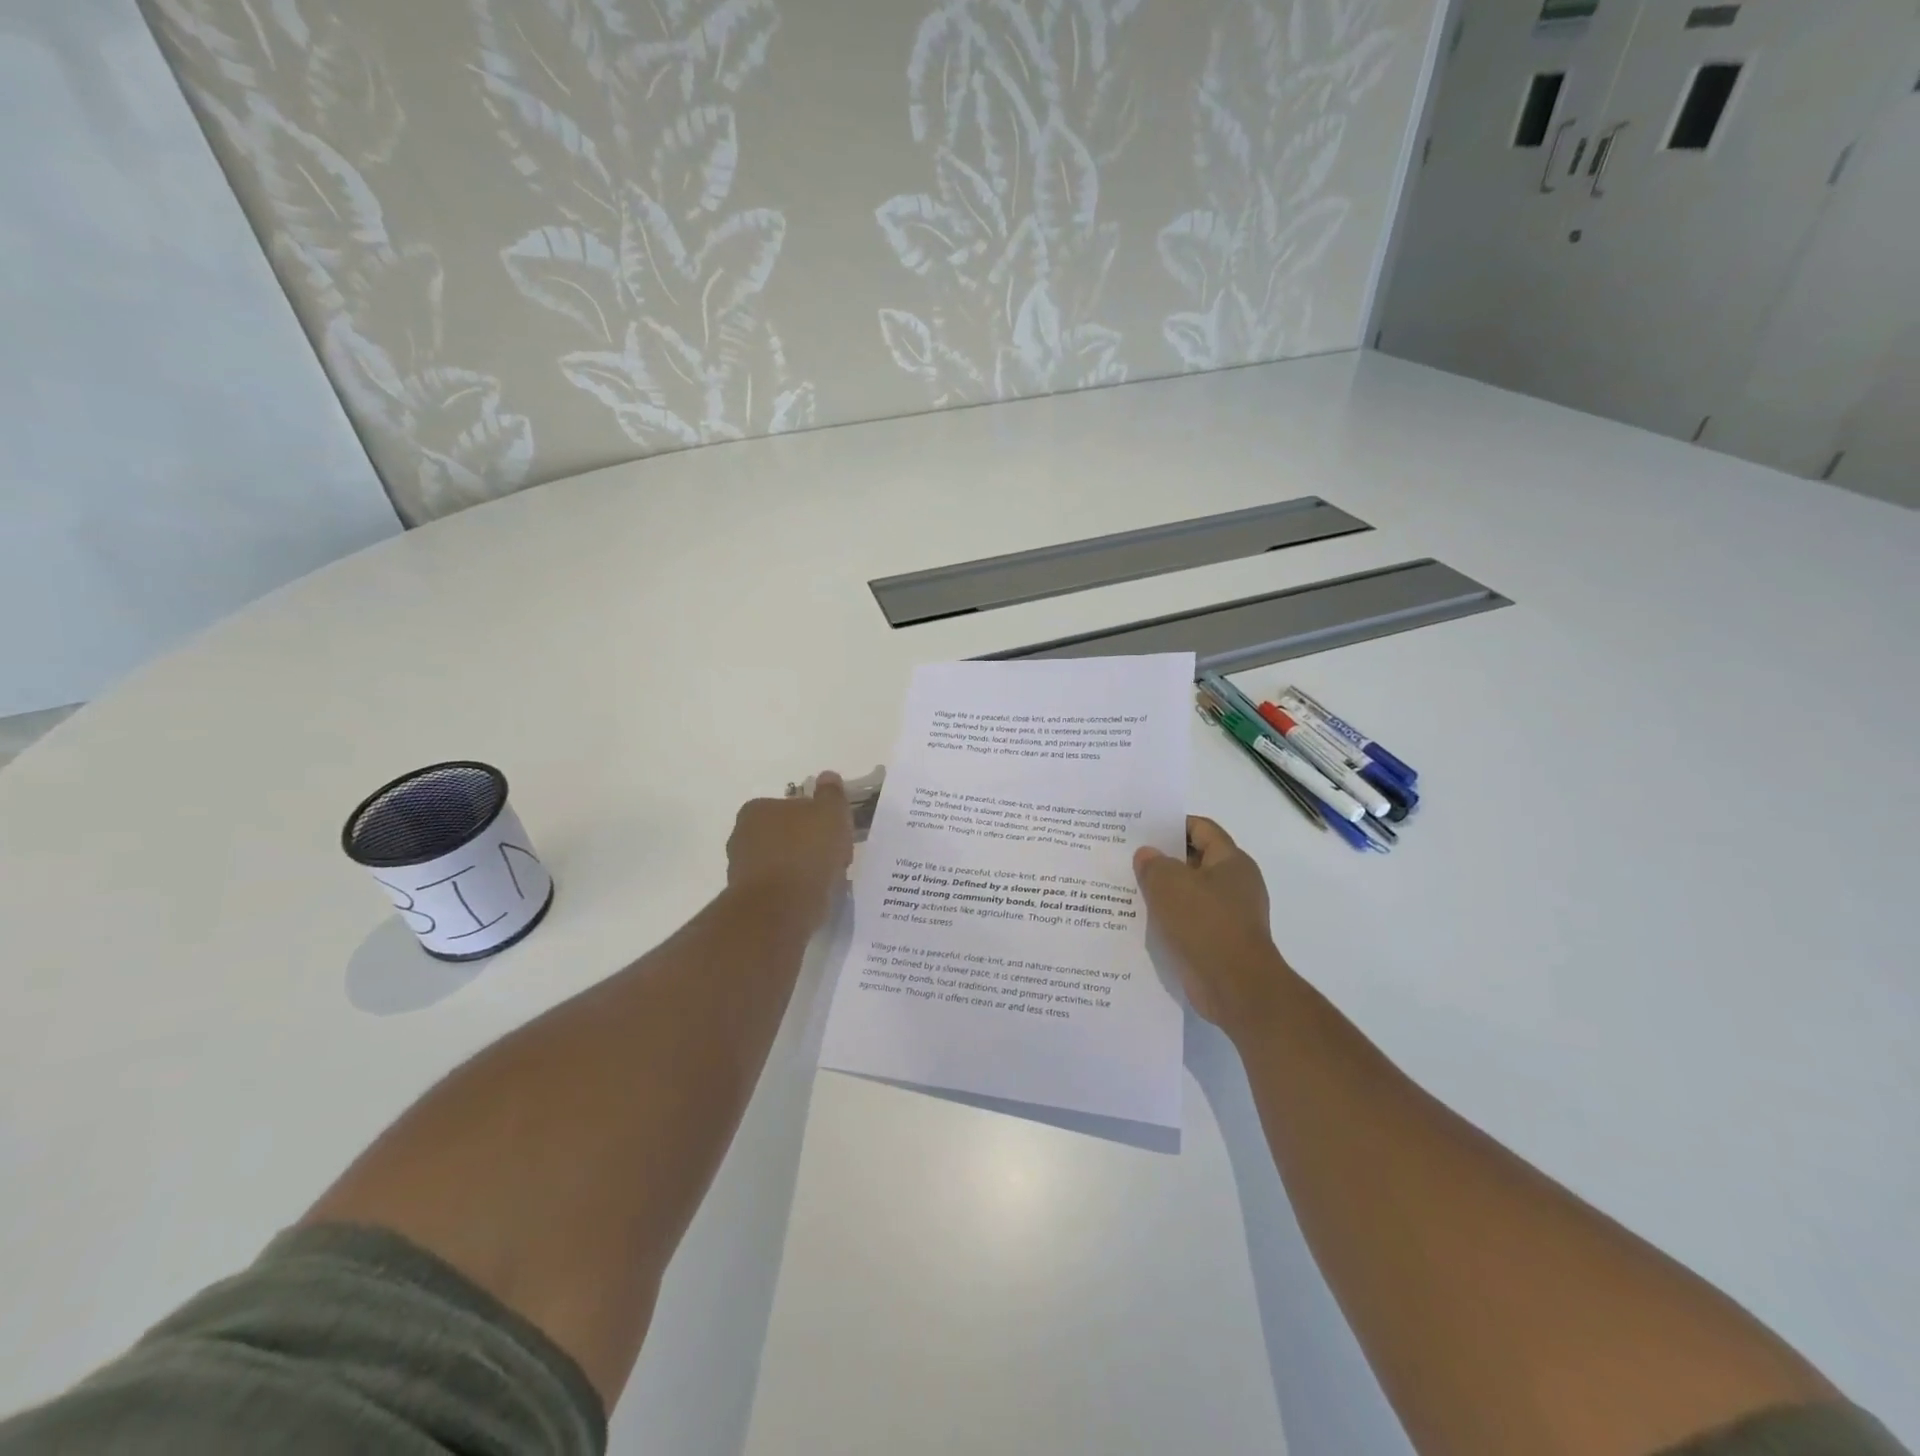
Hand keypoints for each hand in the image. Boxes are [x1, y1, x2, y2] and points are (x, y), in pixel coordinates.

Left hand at [726, 771, 854, 928]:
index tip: (836, 834)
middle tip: (835, 858)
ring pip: (783, 863)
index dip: (818, 819)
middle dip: (809, 844)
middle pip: (787, 835)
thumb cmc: (806, 852)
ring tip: (827, 882)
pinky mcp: (748, 898)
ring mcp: (741, 869)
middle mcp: (742, 835)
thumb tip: (827, 776)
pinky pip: (779, 888)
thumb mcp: (830, 813)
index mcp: (757, 809)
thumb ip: (830, 793)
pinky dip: (795, 890)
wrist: (781, 908)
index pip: (792, 807)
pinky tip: (812, 898)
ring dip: (802, 869)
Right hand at [1134, 816, 1291, 1037]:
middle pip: (1195, 860)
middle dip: (1163, 858)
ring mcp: (1230, 915)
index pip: (1202, 828)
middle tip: (1128, 857)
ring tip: (1129, 888)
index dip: (1172, 824)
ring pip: (1190, 893)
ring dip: (1164, 891)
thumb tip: (1147, 855)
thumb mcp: (1169, 884)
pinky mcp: (1220, 942)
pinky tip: (1143, 920)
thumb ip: (1153, 864)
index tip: (1141, 829)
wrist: (1236, 987)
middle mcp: (1235, 884)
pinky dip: (1170, 918)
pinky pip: (1190, 920)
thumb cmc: (1205, 924)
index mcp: (1231, 861)